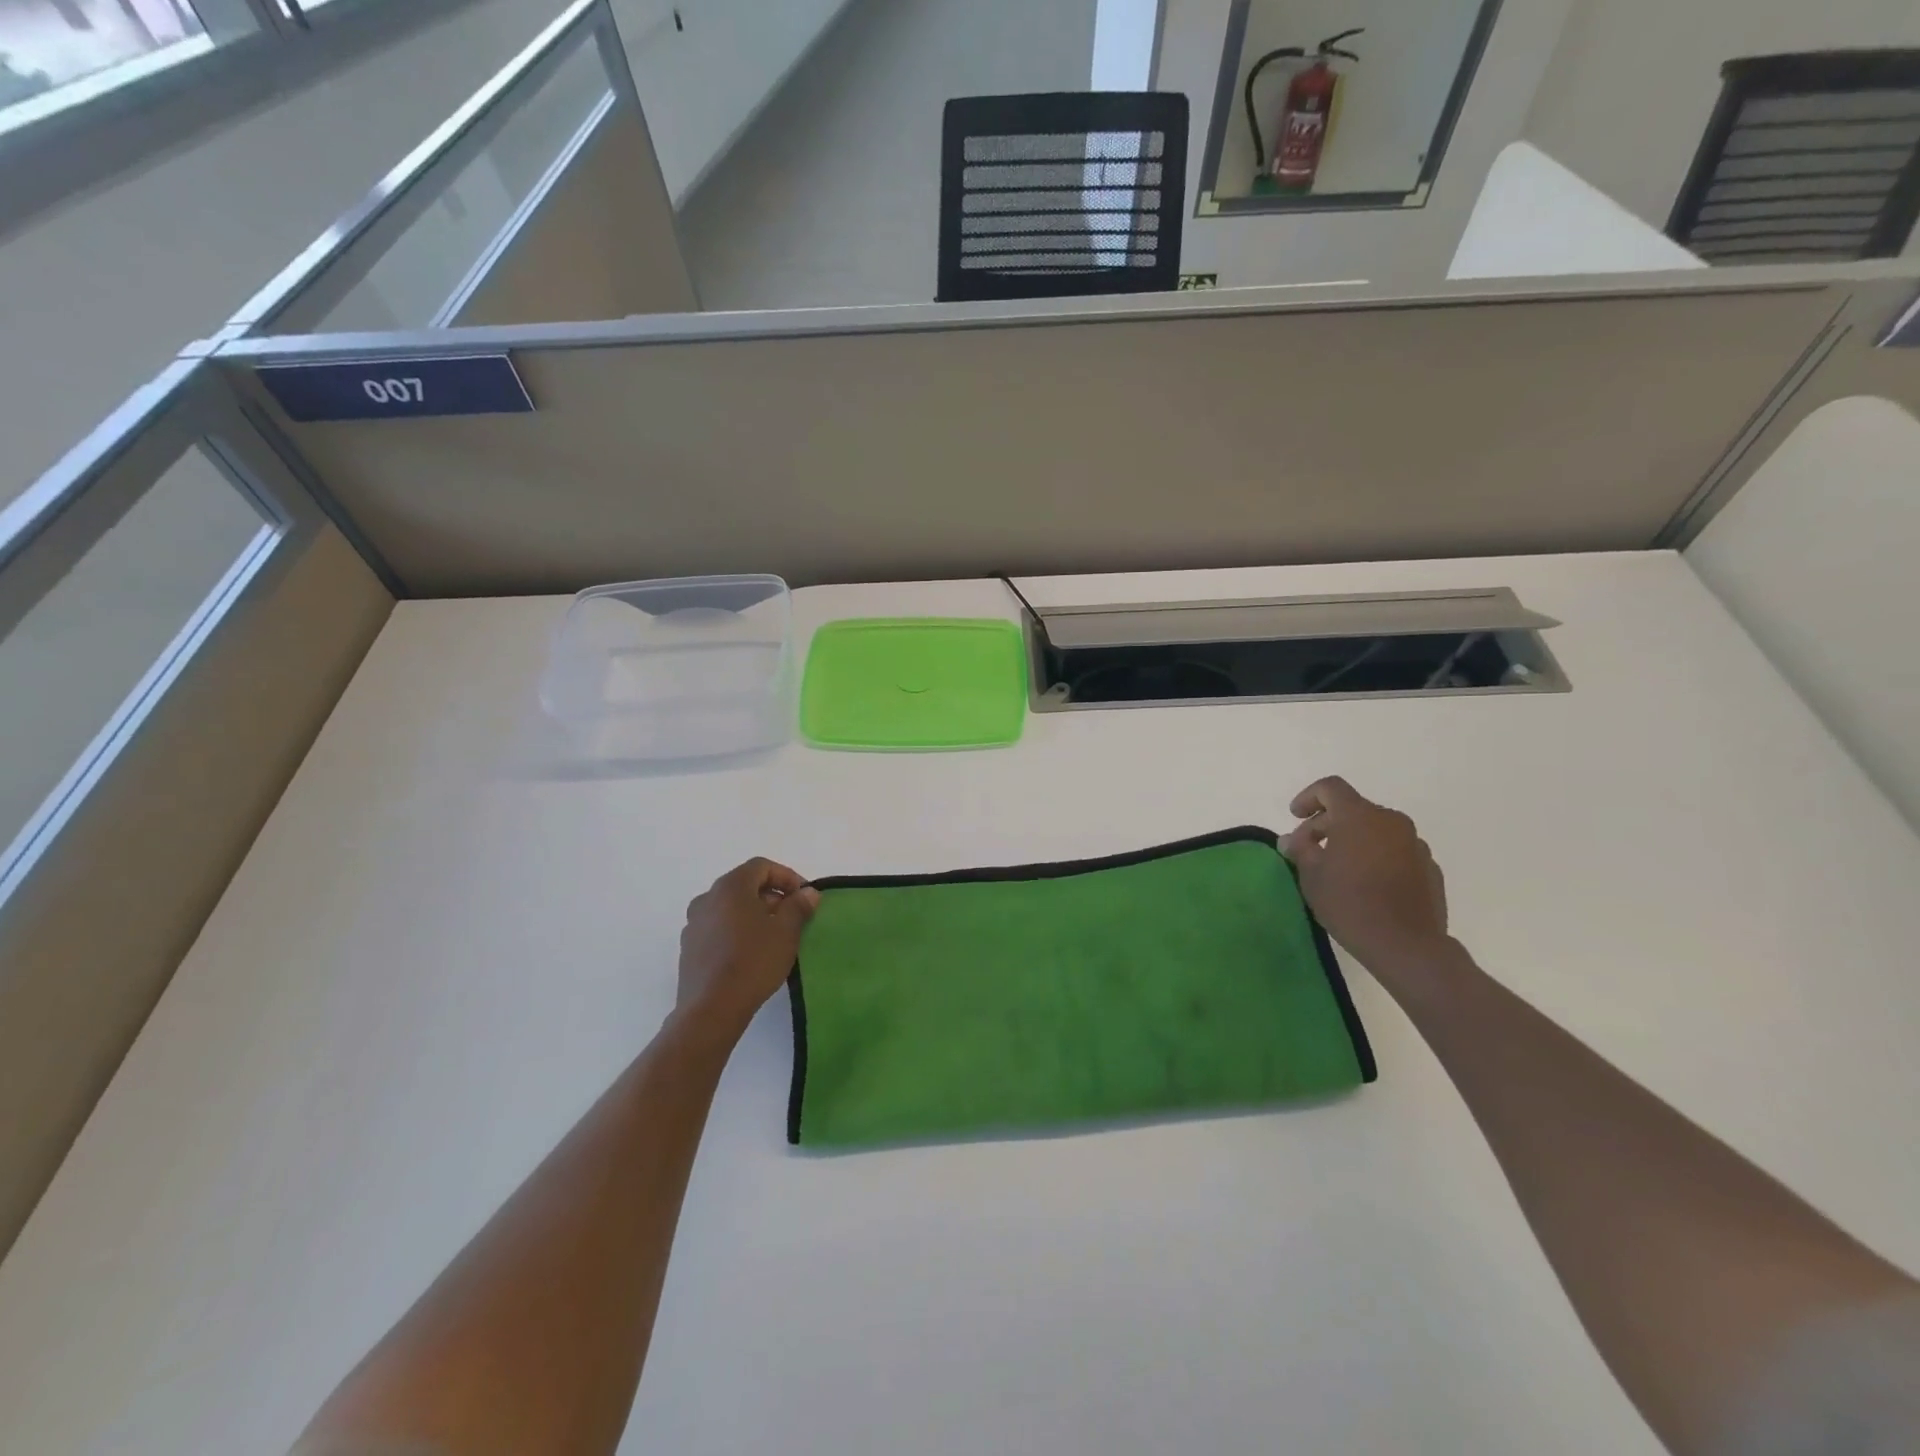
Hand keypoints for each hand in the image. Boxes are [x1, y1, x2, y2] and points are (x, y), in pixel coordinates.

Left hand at [674, 858, 819, 1044]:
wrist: (711, 1009)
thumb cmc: (753, 961)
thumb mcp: (786, 932)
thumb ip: (798, 906)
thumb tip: (808, 893)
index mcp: (730, 887)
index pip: (761, 867)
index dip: (787, 876)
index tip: (804, 896)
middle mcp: (707, 898)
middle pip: (744, 885)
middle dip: (772, 896)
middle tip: (792, 916)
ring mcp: (694, 923)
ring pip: (730, 907)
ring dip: (754, 914)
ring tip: (773, 936)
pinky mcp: (689, 948)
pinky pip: (718, 928)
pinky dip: (737, 930)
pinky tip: (750, 953)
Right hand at [1282, 777, 1450, 978]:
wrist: (1407, 945)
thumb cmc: (1350, 903)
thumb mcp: (1311, 875)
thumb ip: (1300, 849)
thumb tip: (1292, 839)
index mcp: (1359, 816)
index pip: (1330, 788)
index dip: (1308, 797)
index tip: (1295, 817)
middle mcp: (1391, 821)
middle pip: (1353, 809)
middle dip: (1327, 824)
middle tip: (1308, 850)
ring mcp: (1415, 844)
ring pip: (1376, 830)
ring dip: (1353, 841)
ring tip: (1338, 869)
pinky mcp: (1429, 867)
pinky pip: (1395, 851)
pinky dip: (1377, 857)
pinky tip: (1367, 885)